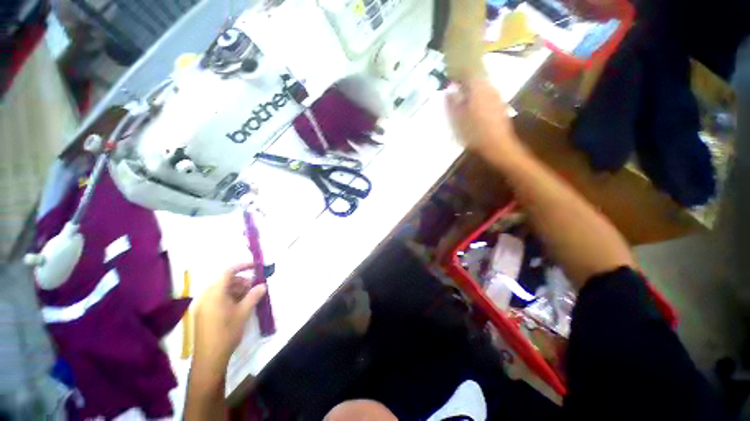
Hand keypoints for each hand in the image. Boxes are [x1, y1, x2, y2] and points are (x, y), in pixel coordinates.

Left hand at [193, 263, 266, 370]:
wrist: (210, 358)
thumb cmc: (227, 332)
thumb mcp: (244, 312)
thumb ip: (254, 295)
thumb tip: (262, 285)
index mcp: (214, 294)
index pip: (228, 272)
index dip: (242, 266)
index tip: (255, 266)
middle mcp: (206, 296)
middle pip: (225, 281)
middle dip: (241, 280)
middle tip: (255, 286)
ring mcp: (203, 305)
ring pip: (222, 290)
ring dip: (236, 289)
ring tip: (249, 296)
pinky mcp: (204, 314)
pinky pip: (217, 298)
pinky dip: (230, 297)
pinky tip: (240, 304)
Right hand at [446, 78, 523, 158]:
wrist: (497, 144)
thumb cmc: (474, 132)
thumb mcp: (457, 119)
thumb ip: (452, 102)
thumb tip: (448, 89)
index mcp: (478, 88)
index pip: (467, 71)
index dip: (458, 74)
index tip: (450, 80)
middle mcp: (489, 87)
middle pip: (475, 79)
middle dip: (464, 84)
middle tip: (454, 94)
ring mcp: (496, 96)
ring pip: (481, 88)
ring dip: (471, 93)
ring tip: (462, 104)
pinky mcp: (500, 105)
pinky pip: (486, 96)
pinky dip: (478, 99)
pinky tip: (473, 111)